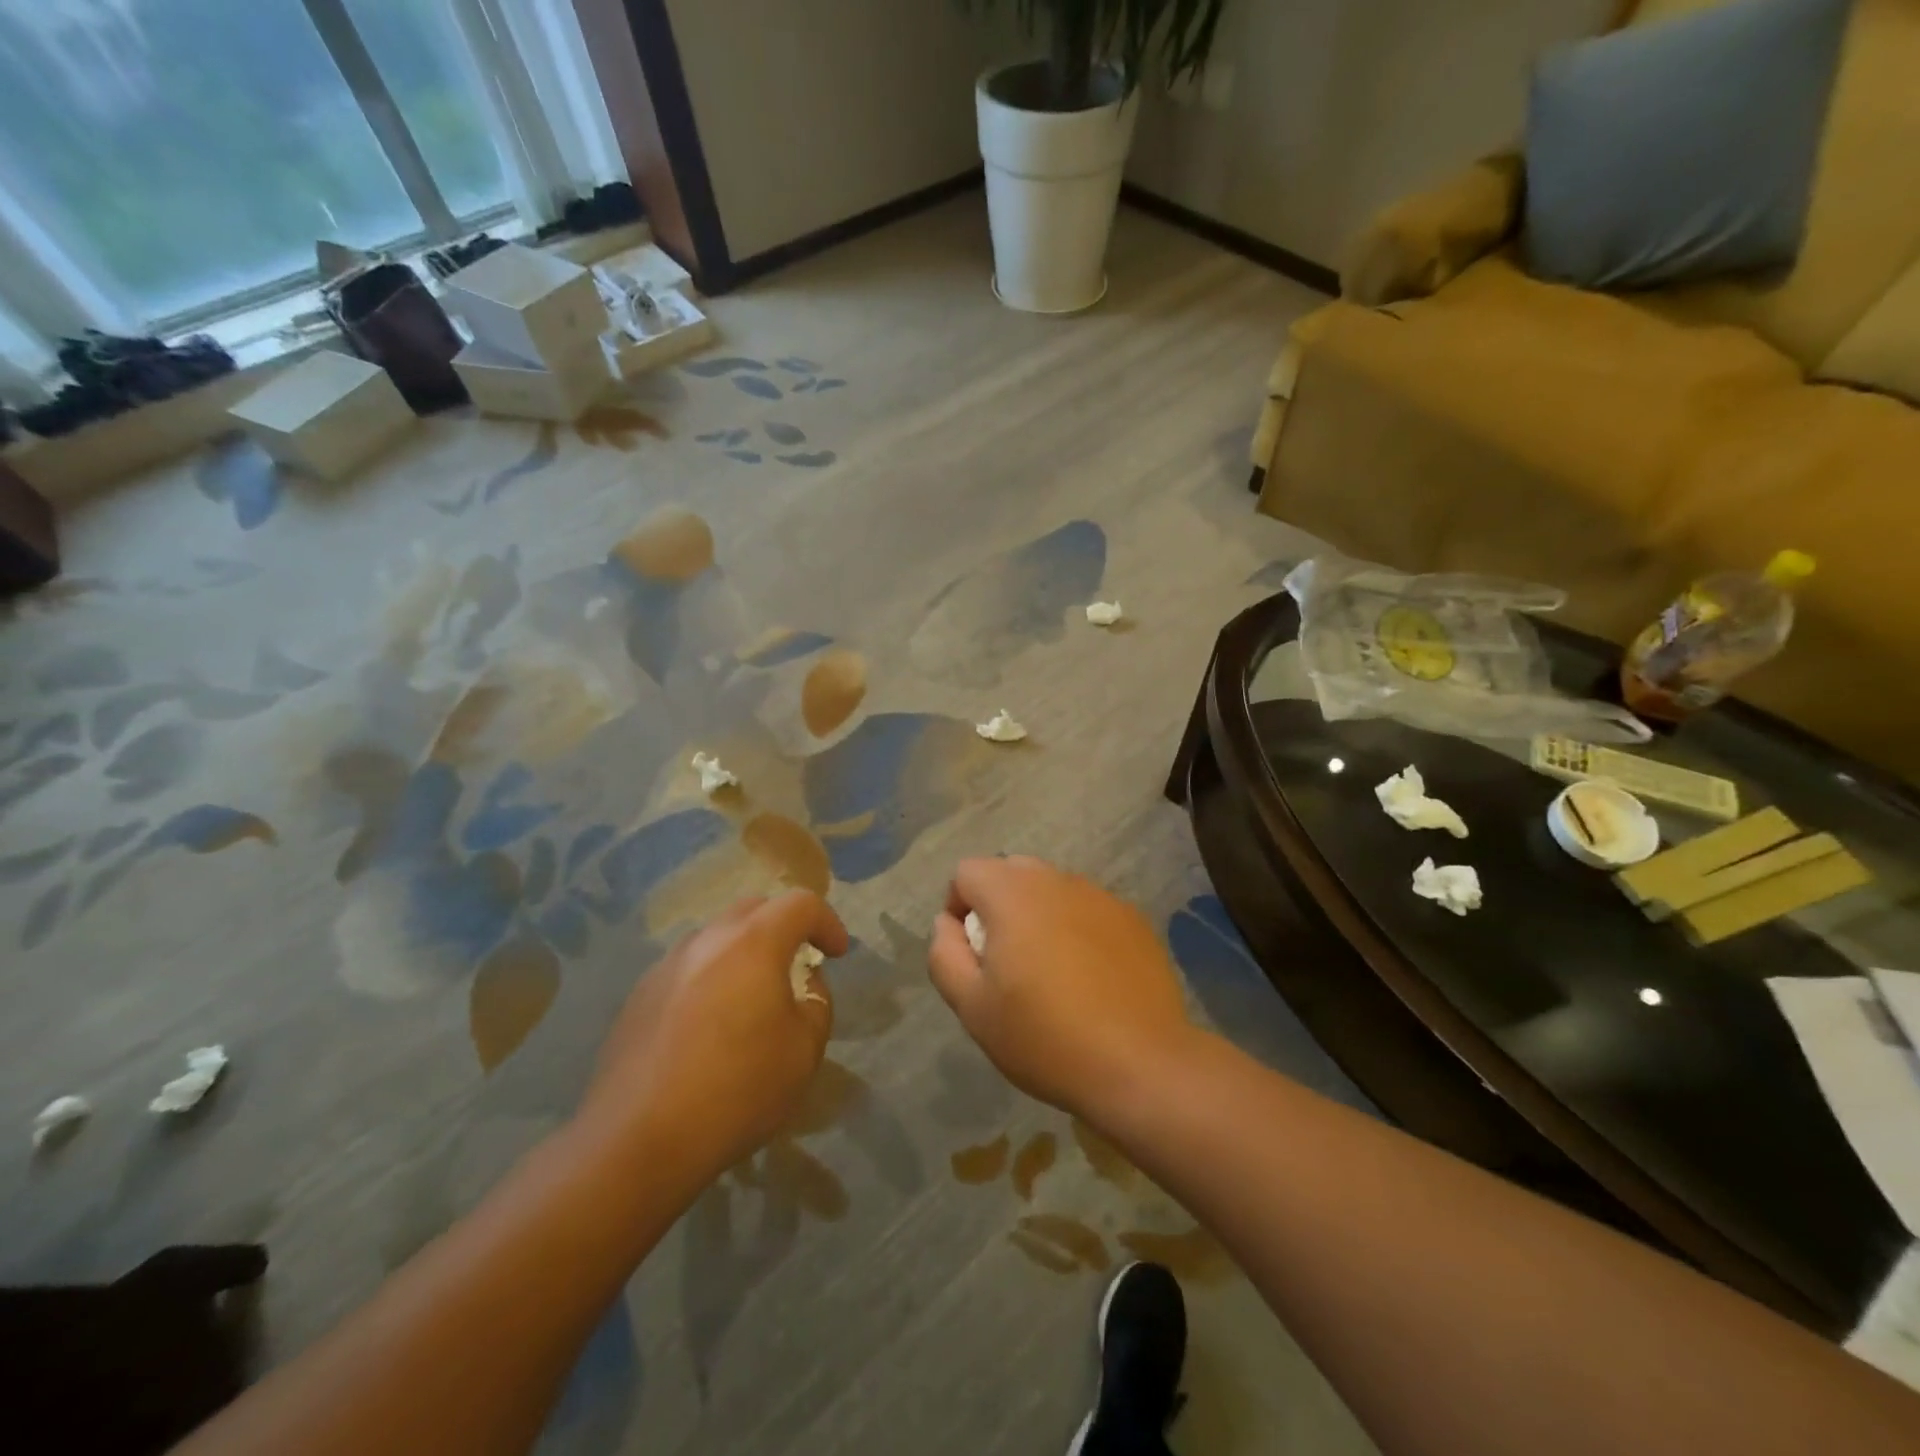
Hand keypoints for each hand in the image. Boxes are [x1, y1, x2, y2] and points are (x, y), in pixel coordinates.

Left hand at [580, 891, 845, 1182]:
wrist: (636, 1141)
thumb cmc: (737, 1090)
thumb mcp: (805, 1050)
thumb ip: (816, 1001)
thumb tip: (802, 981)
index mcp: (753, 943)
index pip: (801, 903)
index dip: (827, 922)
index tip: (836, 954)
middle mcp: (707, 940)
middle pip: (754, 909)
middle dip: (783, 927)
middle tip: (796, 966)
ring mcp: (666, 966)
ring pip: (716, 937)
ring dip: (743, 952)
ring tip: (751, 997)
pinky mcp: (638, 996)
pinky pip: (686, 969)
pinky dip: (710, 978)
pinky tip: (708, 1026)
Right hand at [928, 856, 1192, 1117]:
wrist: (1140, 1064)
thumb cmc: (1045, 1037)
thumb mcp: (972, 1007)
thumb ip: (945, 955)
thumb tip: (946, 923)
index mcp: (1013, 893)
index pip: (967, 871)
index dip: (958, 907)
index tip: (971, 953)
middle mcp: (1057, 880)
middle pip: (1011, 872)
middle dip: (998, 906)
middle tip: (1006, 961)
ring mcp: (1100, 896)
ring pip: (1052, 890)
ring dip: (1039, 916)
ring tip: (1050, 972)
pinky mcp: (1133, 918)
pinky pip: (1089, 910)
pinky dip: (1077, 929)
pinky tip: (1090, 978)